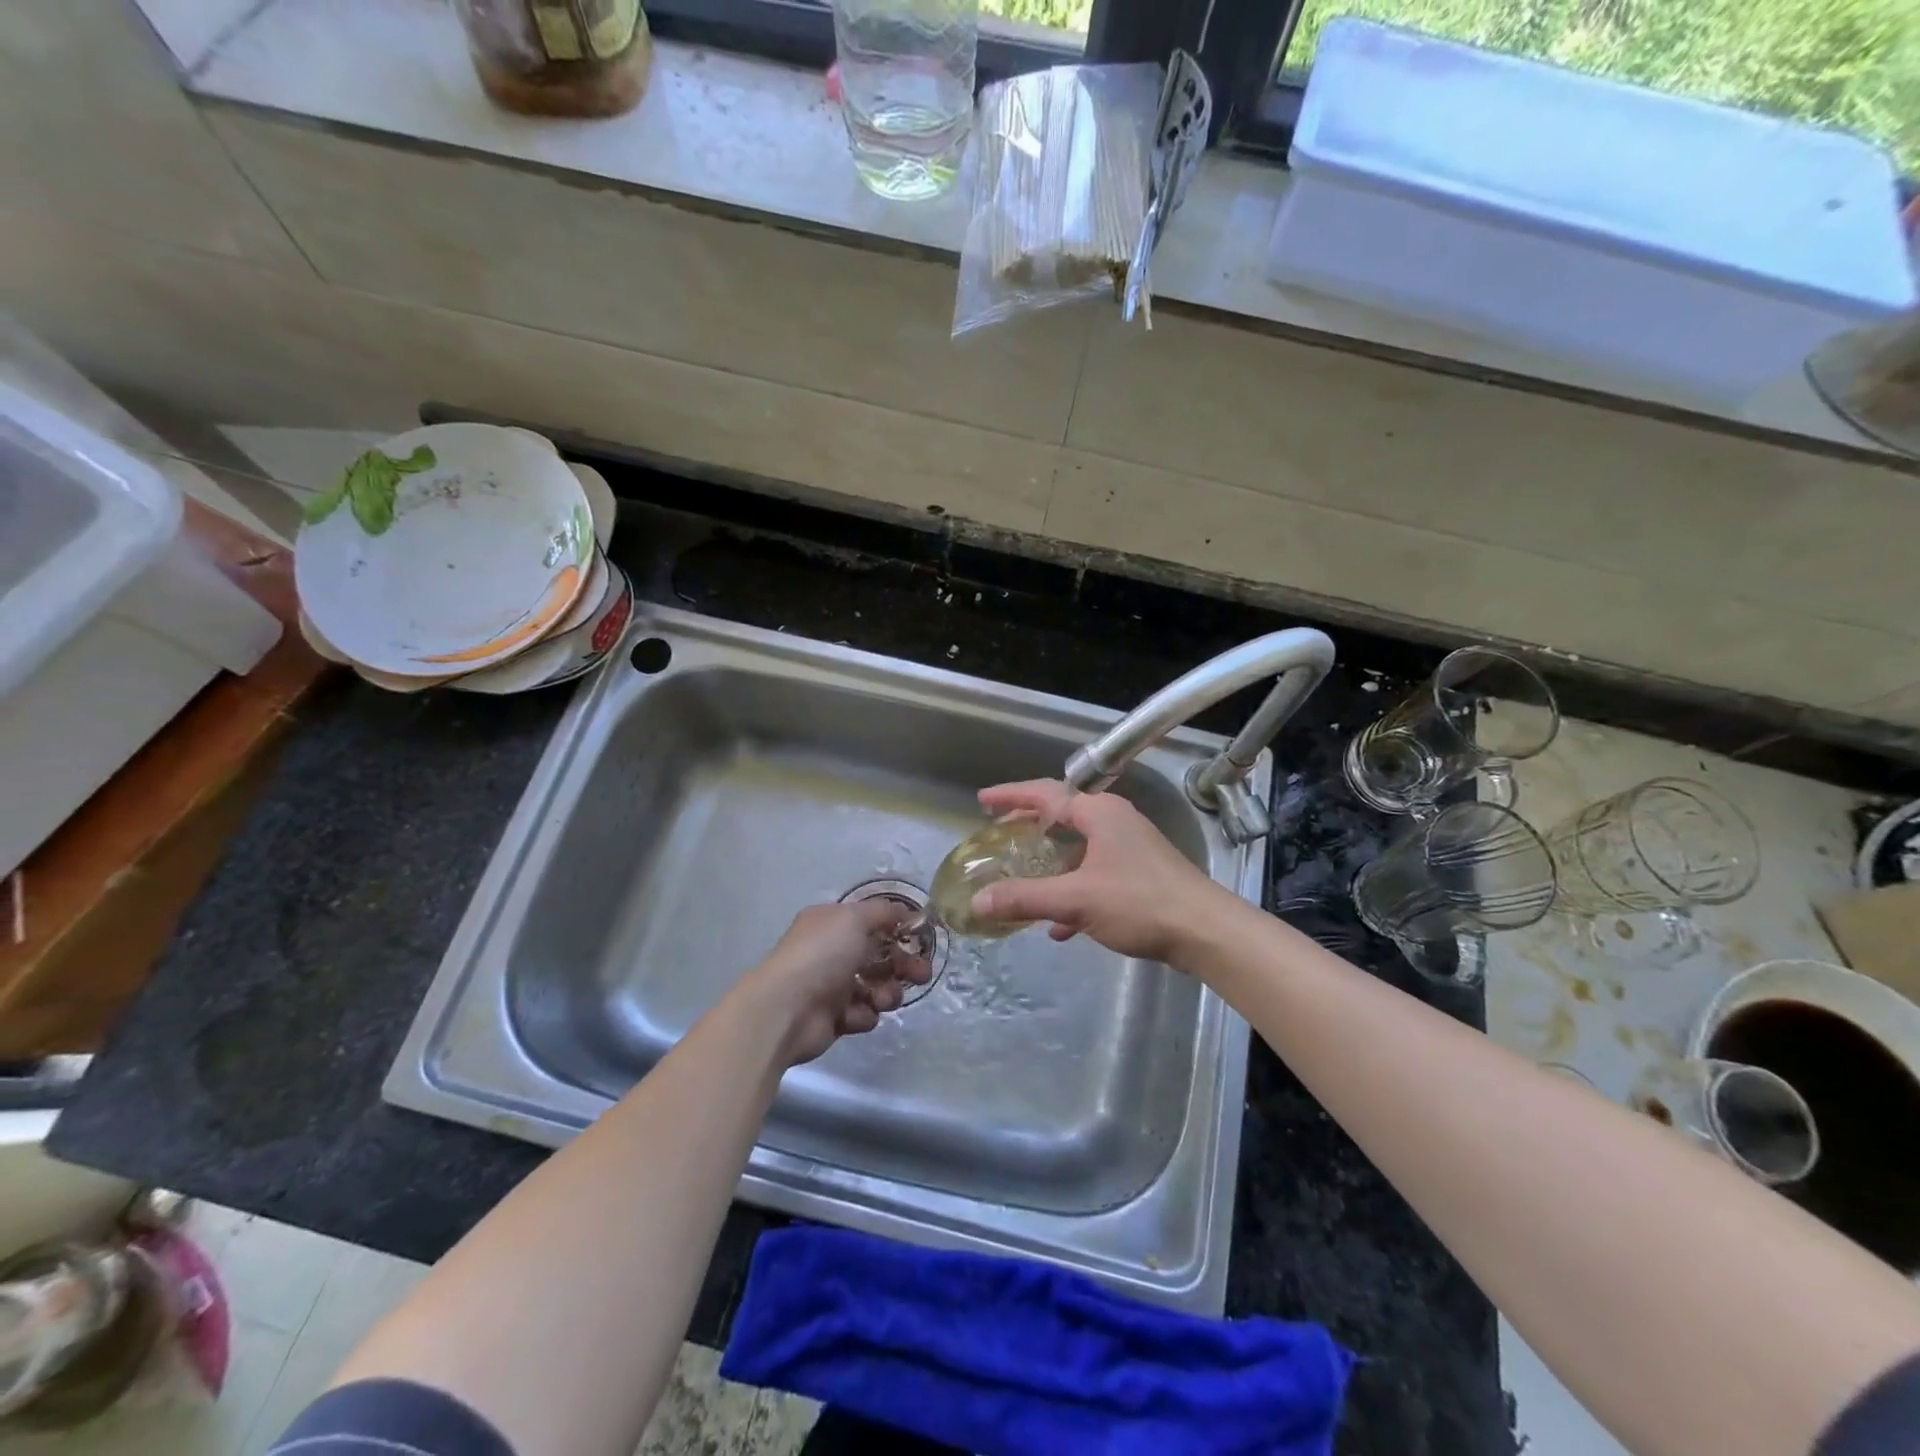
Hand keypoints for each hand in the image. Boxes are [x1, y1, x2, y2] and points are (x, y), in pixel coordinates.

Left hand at [739, 901, 931, 1065]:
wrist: (786, 1009)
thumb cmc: (822, 954)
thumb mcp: (855, 919)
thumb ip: (884, 912)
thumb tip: (907, 912)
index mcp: (832, 924)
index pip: (872, 922)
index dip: (898, 930)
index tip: (921, 939)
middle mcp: (831, 951)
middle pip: (879, 956)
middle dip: (904, 965)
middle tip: (921, 974)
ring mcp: (831, 986)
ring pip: (876, 987)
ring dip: (887, 992)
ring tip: (883, 999)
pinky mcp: (834, 1018)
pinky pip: (862, 1014)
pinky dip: (864, 1014)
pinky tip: (855, 1014)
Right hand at [970, 780, 1226, 963]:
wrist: (1206, 932)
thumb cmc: (1140, 903)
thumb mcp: (1076, 899)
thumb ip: (1025, 899)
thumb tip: (978, 901)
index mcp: (1099, 813)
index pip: (1045, 793)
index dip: (1011, 796)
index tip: (983, 800)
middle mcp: (1114, 821)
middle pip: (1062, 815)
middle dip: (1029, 825)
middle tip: (998, 832)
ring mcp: (1129, 847)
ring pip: (1078, 846)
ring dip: (1049, 859)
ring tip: (1021, 872)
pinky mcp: (1139, 874)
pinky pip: (1094, 872)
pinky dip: (1072, 887)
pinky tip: (1058, 924)